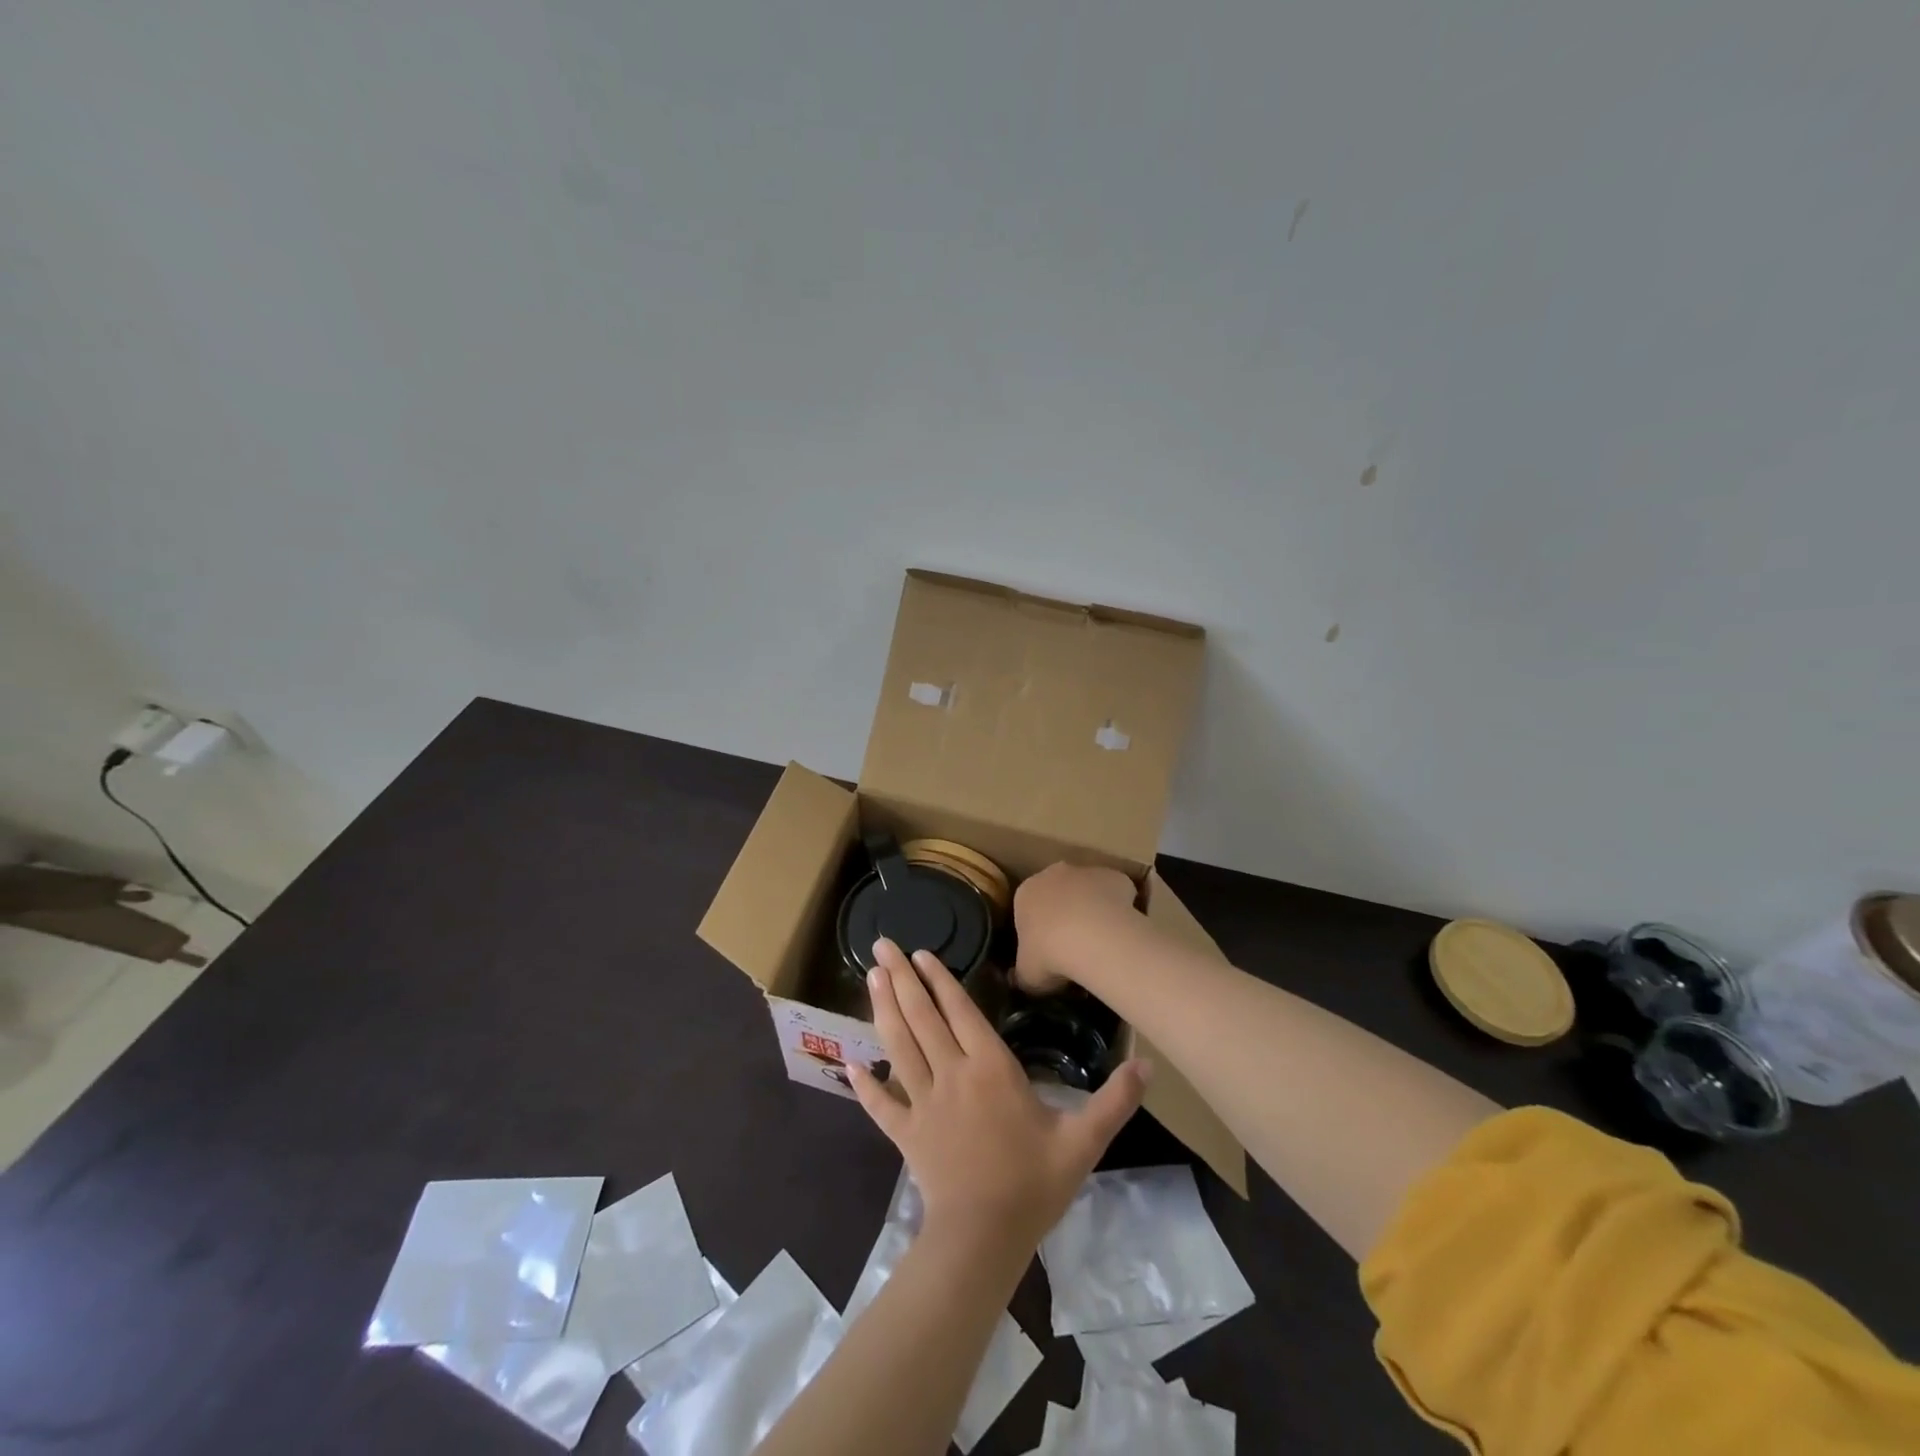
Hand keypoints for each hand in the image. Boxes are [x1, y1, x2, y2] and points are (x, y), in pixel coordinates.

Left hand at [848, 939, 1150, 1252]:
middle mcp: (951, 1074)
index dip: (940, 979)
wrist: (984, 1239)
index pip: (960, 1011)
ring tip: (870, 977)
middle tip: (882, 945)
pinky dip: (864, 1083)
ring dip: (883, 1009)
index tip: (921, 951)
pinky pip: (880, 1104)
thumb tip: (1148, 1064)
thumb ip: (1113, 1101)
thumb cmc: (1033, 1185)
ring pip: (898, 1046)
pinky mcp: (906, 1133)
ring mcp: (923, 1102)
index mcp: (990, 1069)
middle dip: (901, 978)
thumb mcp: (1083, 1143)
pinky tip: (848, 1063)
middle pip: (922, 1017)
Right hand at [1012, 863, 1139, 994]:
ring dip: (1093, 909)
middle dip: (1066, 914)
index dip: (1039, 931)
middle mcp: (1053, 874)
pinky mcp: (1115, 876)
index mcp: (1025, 893)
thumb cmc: (1049, 955)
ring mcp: (1086, 872)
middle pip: (1059, 893)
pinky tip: (1121, 932)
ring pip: (1089, 891)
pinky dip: (1119, 909)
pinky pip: (1117, 894)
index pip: (1028, 909)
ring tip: (1102, 944)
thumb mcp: (1026, 975)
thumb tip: (1017, 979)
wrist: (1093, 938)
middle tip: (1075, 947)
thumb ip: (1021, 975)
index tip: (1049, 952)